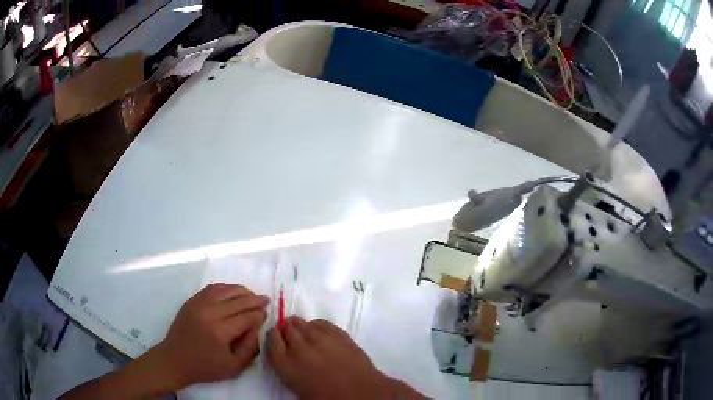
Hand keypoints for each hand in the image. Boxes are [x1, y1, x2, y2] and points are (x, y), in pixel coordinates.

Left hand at [149, 284, 268, 388]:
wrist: (175, 360)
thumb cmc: (206, 367)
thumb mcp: (234, 366)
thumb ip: (250, 346)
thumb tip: (257, 326)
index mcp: (220, 331)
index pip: (246, 317)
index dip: (259, 314)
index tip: (267, 314)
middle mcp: (209, 312)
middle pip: (238, 300)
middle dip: (254, 300)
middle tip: (266, 300)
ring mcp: (198, 304)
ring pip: (225, 290)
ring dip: (241, 291)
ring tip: (252, 295)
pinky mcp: (191, 301)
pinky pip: (212, 289)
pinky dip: (225, 288)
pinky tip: (233, 292)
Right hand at [266, 317, 422, 398]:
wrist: (359, 393)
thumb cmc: (326, 397)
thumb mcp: (297, 387)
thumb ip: (287, 367)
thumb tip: (287, 355)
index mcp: (285, 365)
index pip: (271, 340)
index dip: (274, 337)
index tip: (277, 338)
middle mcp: (298, 348)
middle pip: (285, 328)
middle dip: (286, 330)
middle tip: (292, 336)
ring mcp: (319, 338)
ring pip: (302, 322)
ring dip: (301, 327)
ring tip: (306, 335)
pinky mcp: (337, 333)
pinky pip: (320, 323)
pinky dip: (317, 326)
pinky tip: (320, 334)